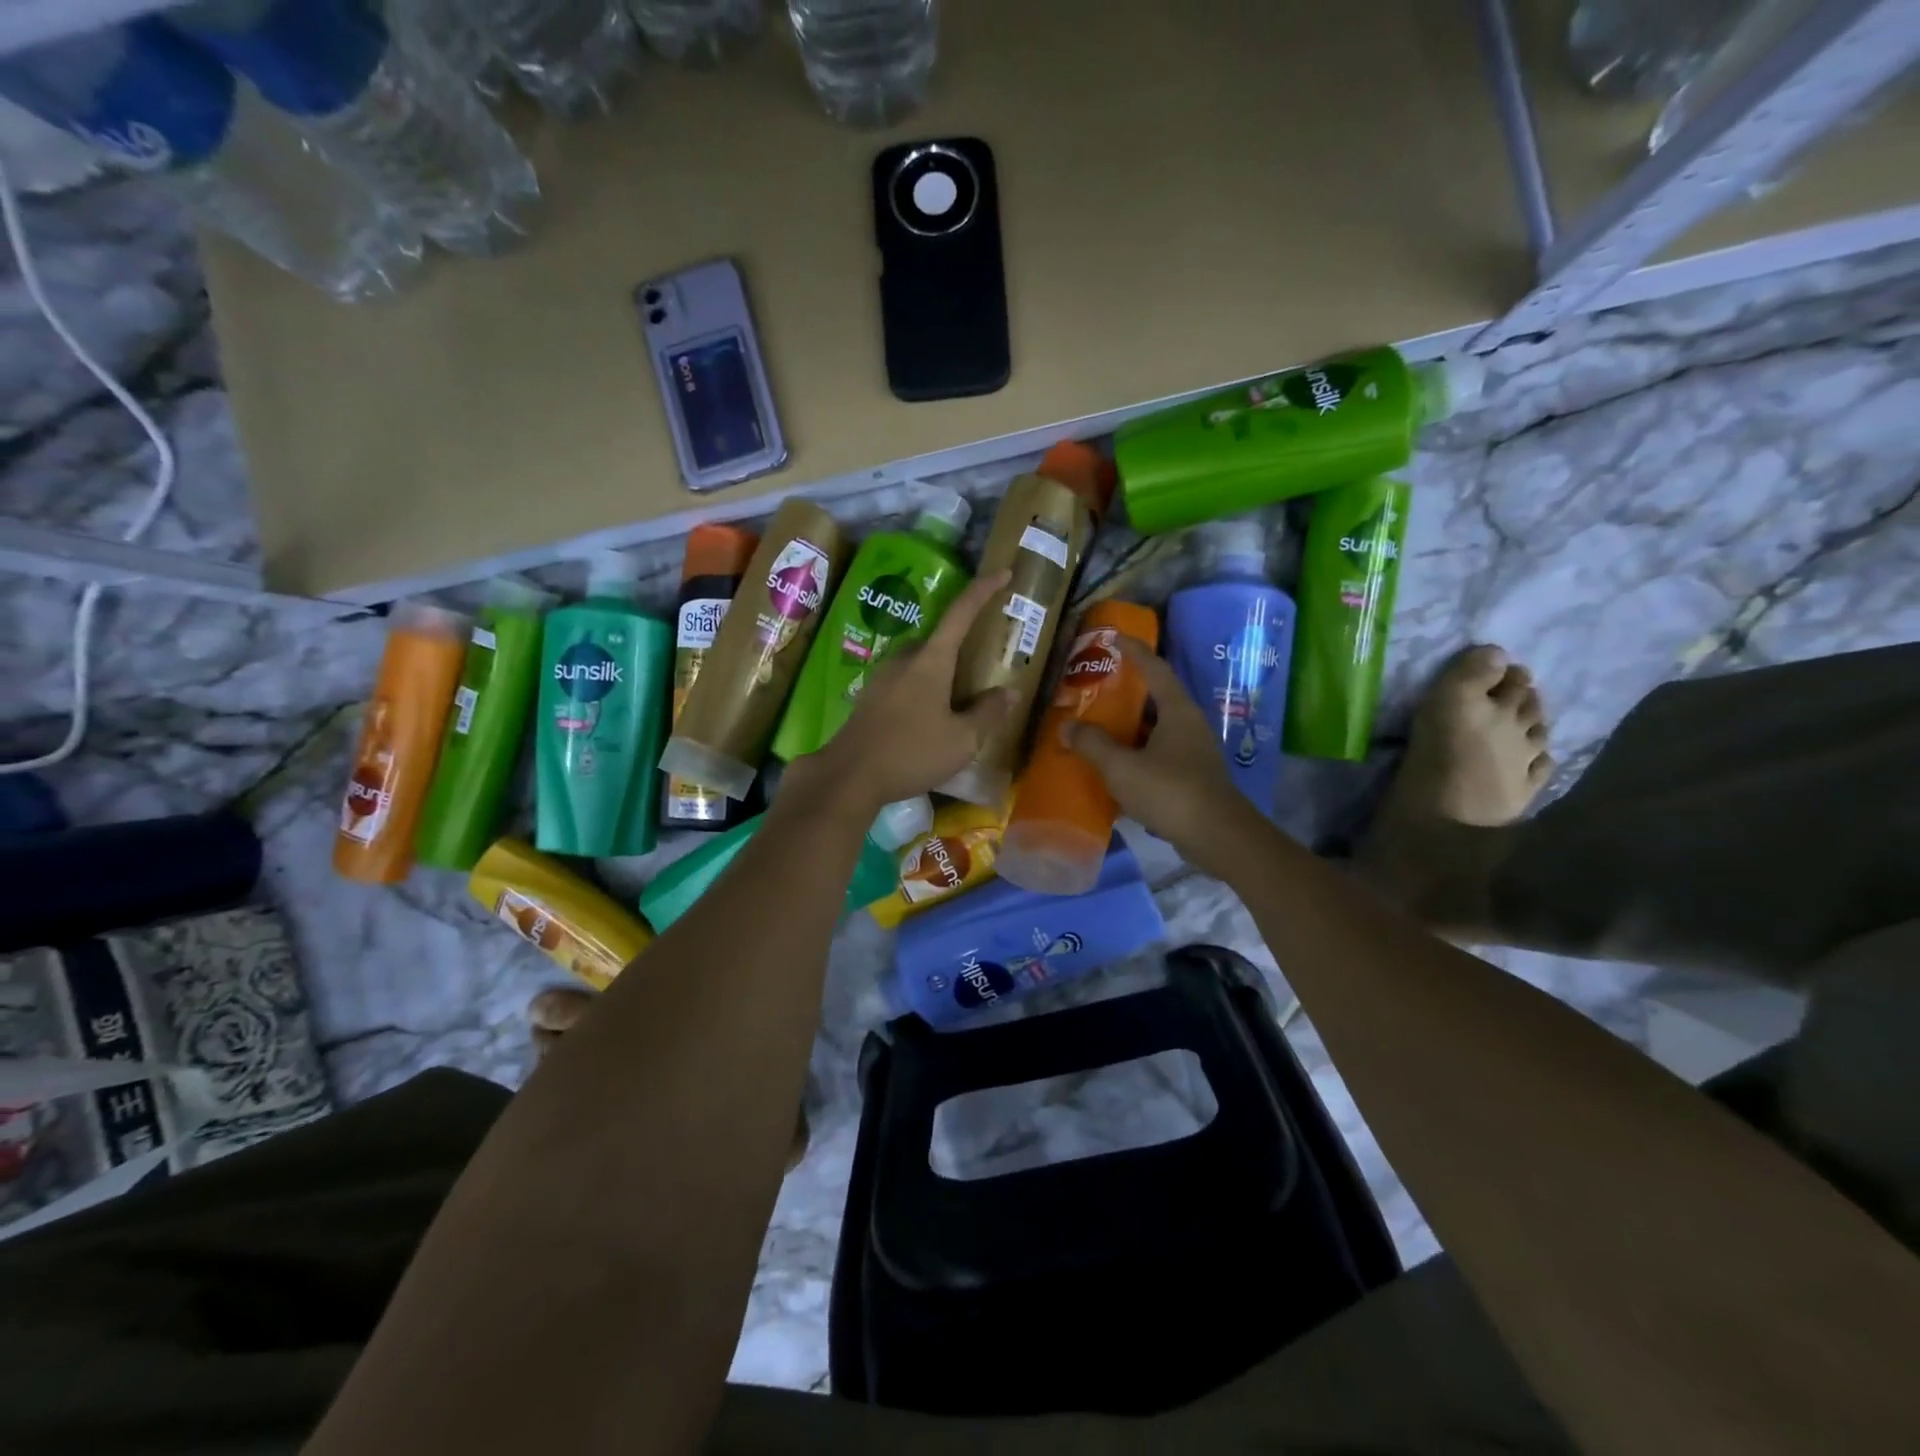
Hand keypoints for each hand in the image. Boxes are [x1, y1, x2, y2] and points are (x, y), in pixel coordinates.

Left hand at [785, 570, 1015, 815]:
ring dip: (940, 671)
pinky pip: (903, 681)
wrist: (849, 776)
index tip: (1003, 572)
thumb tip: (1009, 691)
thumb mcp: (962, 740)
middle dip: (961, 644)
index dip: (983, 590)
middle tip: (981, 661)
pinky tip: (927, 717)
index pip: (961, 613)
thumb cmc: (911, 753)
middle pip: (938, 640)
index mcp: (930, 660)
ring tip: (957, 696)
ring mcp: (881, 677)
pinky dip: (922, 688)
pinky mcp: (869, 698)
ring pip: (919, 662)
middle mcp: (903, 659)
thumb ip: (988, 713)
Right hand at [1067, 635, 1264, 871]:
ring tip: (1099, 725)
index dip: (1134, 650)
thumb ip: (1092, 744)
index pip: (1155, 668)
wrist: (1217, 837)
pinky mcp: (1192, 776)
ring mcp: (1193, 751)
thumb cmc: (1170, 792)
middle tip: (1097, 687)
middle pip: (1156, 697)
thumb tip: (1066, 726)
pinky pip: (1159, 753)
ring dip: (1130, 725)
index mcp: (1177, 710)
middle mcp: (1189, 724)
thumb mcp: (1122, 767)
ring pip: (1157, 728)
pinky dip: (1137, 752)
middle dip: (1128, 690)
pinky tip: (1116, 765)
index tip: (1114, 637)